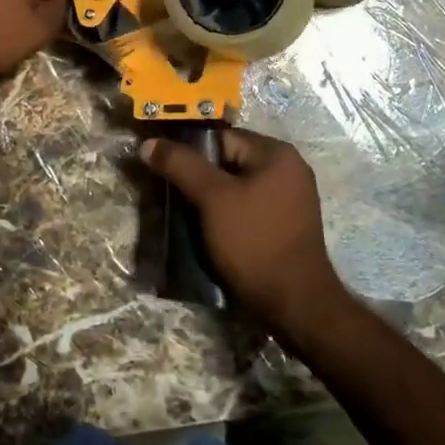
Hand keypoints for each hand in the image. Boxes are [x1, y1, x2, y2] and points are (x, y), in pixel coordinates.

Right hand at [140, 129, 352, 337]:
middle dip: (200, 178)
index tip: (167, 172)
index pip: (222, 138)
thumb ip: (181, 165)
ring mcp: (290, 199)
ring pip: (237, 187)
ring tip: (187, 217)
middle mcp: (289, 169)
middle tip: (174, 196)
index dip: (191, 153)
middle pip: (229, 162)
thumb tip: (148, 143)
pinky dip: (228, 216)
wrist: (295, 306)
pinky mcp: (286, 226)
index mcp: (277, 153)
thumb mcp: (212, 199)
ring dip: (212, 200)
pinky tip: (210, 233)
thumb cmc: (254, 242)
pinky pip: (249, 208)